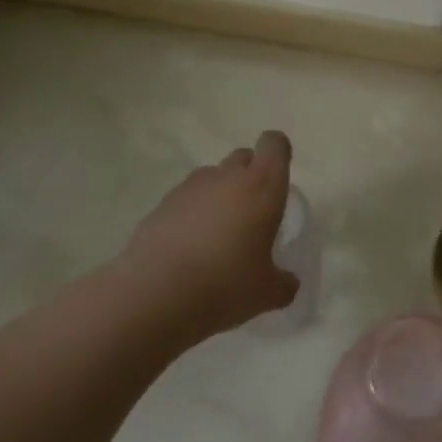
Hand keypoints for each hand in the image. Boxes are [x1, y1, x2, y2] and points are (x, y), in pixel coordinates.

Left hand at [118, 130, 299, 342]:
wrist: (153, 296)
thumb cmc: (224, 285)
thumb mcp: (267, 294)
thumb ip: (283, 283)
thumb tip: (287, 282)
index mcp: (261, 187)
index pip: (274, 144)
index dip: (278, 154)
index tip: (277, 179)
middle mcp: (226, 177)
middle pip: (243, 157)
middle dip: (250, 176)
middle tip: (252, 214)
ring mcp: (189, 188)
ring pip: (212, 177)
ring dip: (219, 195)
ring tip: (217, 235)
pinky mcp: (160, 205)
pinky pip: (185, 199)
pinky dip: (191, 214)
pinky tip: (188, 249)